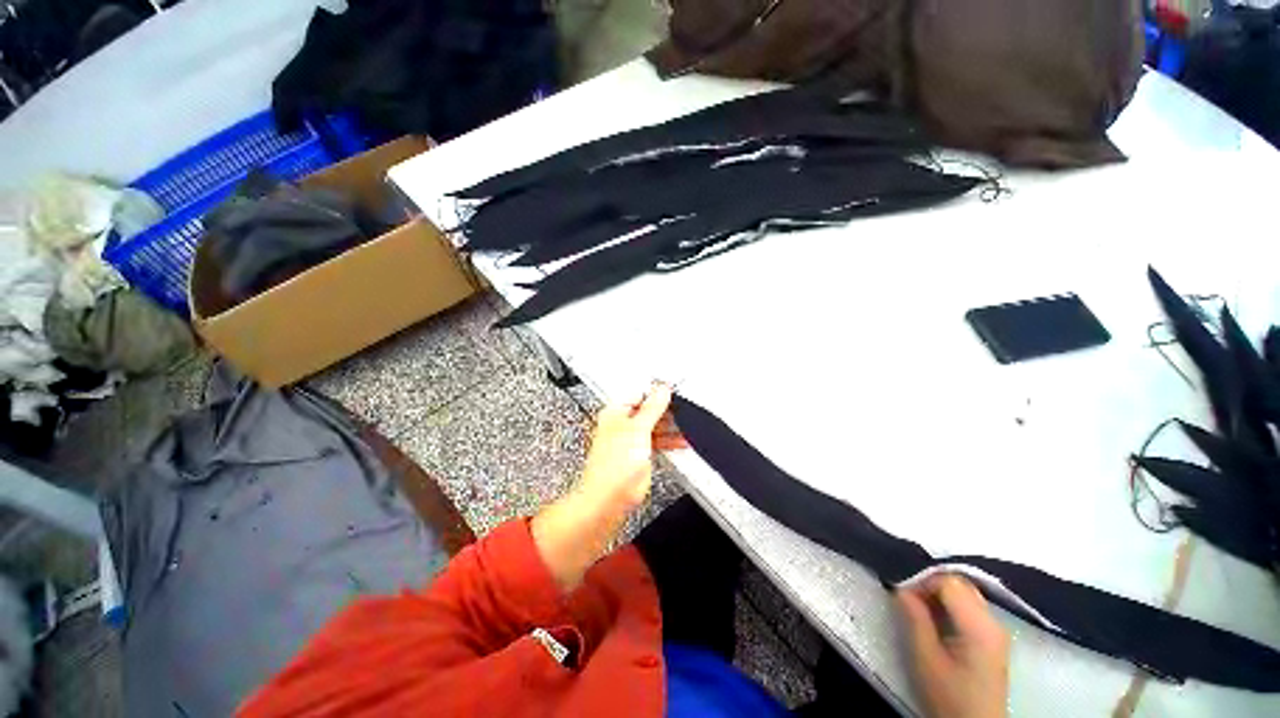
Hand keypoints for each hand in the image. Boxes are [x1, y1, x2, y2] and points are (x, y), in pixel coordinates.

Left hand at [577, 382, 679, 508]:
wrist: (609, 498)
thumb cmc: (612, 466)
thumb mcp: (638, 429)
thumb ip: (652, 408)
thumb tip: (662, 390)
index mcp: (615, 412)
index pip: (638, 393)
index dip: (655, 391)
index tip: (672, 391)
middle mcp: (621, 424)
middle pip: (647, 410)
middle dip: (665, 410)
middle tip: (681, 407)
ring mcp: (630, 440)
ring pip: (653, 426)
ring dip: (670, 426)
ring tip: (685, 423)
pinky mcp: (638, 454)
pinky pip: (656, 442)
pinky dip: (669, 441)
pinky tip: (681, 441)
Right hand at [897, 575, 1009, 717]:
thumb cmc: (949, 696)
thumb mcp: (925, 659)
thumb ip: (914, 618)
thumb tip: (900, 588)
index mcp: (980, 626)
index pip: (948, 582)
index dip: (921, 581)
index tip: (901, 595)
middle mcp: (993, 621)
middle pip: (960, 583)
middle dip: (930, 584)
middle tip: (908, 600)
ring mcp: (997, 629)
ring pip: (965, 592)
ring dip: (939, 594)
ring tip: (919, 610)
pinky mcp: (993, 637)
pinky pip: (970, 606)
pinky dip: (949, 604)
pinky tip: (936, 620)